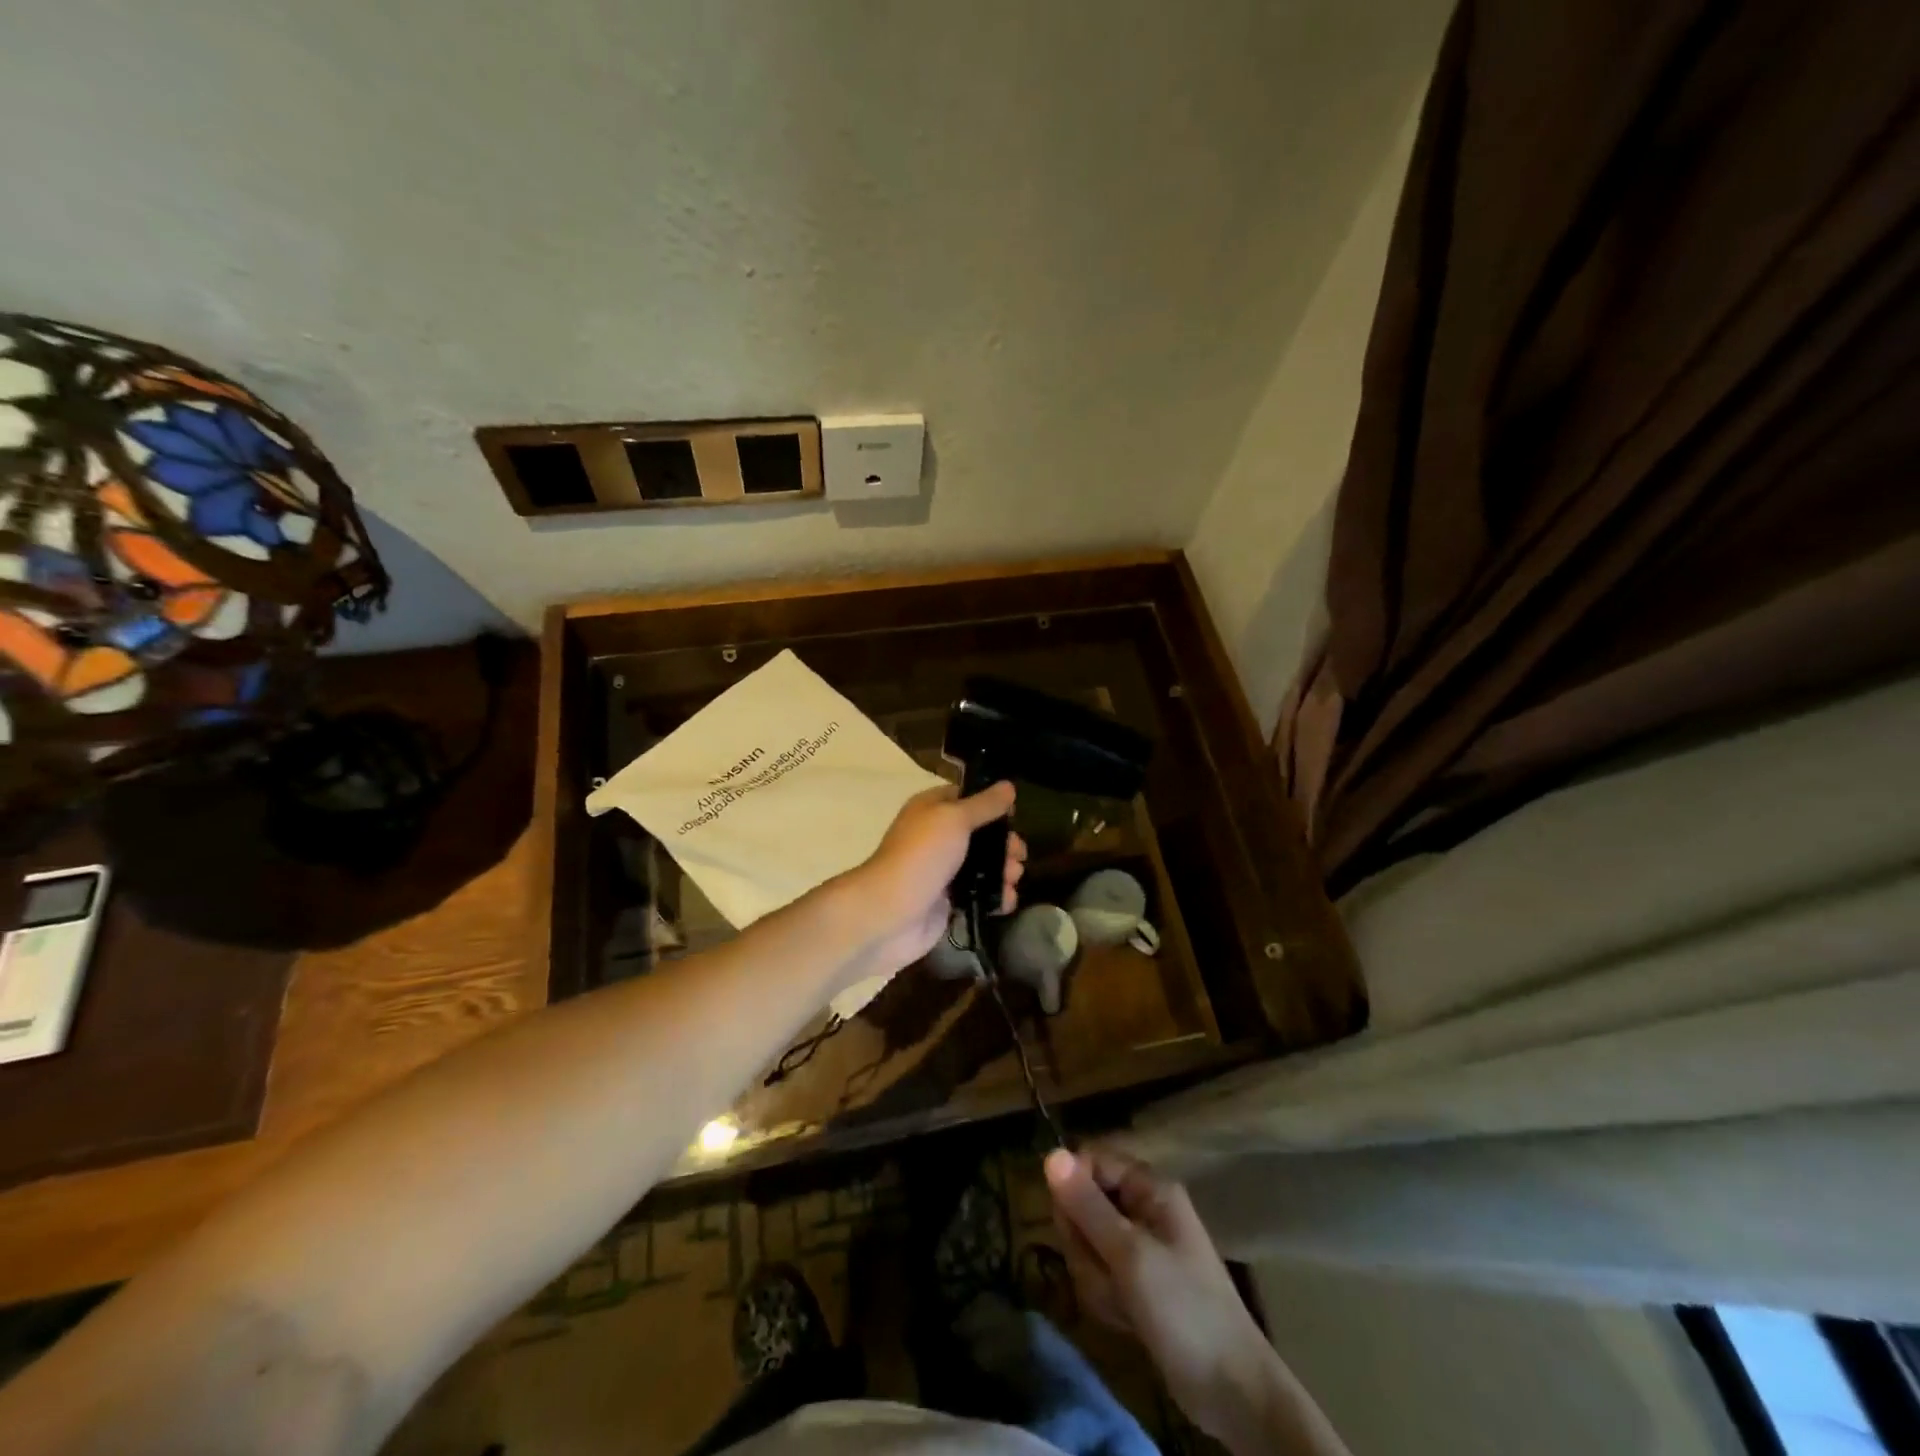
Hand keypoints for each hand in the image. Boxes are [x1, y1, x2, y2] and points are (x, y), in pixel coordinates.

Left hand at [848, 782, 1025, 975]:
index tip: (1015, 814)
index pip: (966, 798)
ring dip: (1004, 870)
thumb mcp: (955, 819)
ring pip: (982, 866)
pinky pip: (979, 894)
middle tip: (1018, 854)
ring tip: (1013, 878)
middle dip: (1004, 843)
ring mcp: (942, 871)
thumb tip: (1009, 786)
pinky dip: (996, 896)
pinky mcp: (947, 902)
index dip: (991, 804)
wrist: (890, 913)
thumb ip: (984, 804)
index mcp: (932, 809)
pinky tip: (1006, 901)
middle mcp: (936, 837)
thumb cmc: (922, 855)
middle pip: (980, 834)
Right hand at [1047, 1148, 1306, 1453]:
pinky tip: (1125, 1320)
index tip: (1071, 1225)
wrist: (1233, 1392)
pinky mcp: (1136, 1282)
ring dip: (1094, 1278)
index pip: (1090, 1161)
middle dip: (1085, 1245)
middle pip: (1084, 1204)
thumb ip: (1087, 1205)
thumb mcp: (1130, 1254)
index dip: (1073, 1188)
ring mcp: (1140, 1247)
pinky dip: (1105, 1298)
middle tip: (1106, 1274)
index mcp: (1149, 1188)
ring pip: (1087, 1243)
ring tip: (1121, 1303)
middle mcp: (1143, 1208)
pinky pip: (1099, 1274)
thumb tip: (1050, 1154)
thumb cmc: (1184, 1310)